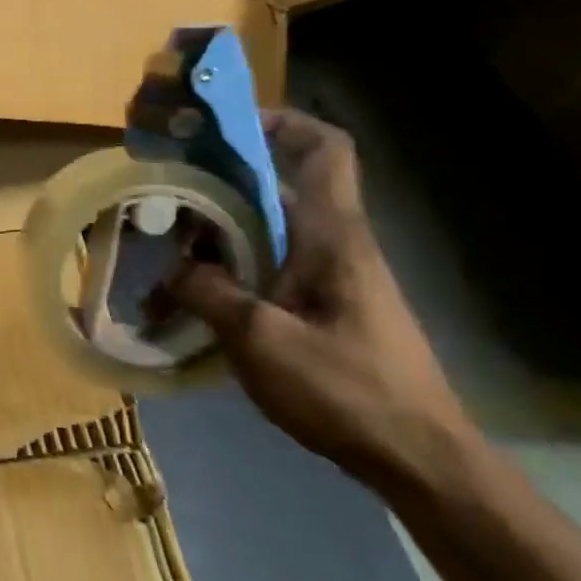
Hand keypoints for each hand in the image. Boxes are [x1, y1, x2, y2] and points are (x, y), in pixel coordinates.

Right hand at [171, 108, 479, 489]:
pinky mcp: (321, 307)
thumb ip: (209, 294)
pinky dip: (226, 277)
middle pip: (275, 189)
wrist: (418, 459)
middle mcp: (332, 244)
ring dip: (213, 242)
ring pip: (263, 233)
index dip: (281, 121)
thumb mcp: (262, 341)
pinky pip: (265, 270)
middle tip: (163, 202)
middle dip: (217, 188)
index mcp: (330, 235)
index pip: (323, 150)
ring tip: (163, 265)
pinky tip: (190, 309)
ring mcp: (328, 277)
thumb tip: (175, 268)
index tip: (224, 125)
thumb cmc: (347, 390)